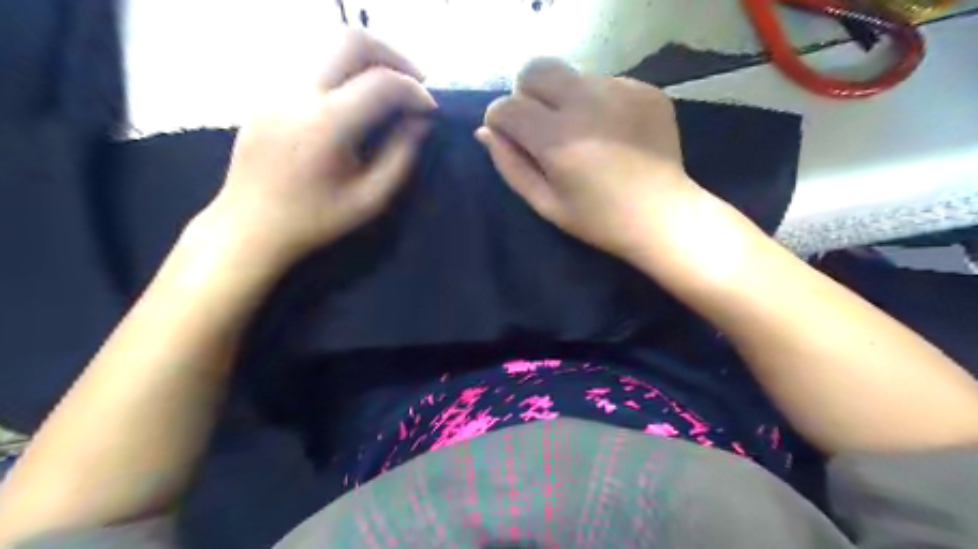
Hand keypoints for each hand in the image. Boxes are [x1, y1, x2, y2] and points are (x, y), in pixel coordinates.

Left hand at [196, 31, 436, 270]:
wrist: (251, 225)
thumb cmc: (315, 219)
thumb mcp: (370, 199)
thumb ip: (402, 156)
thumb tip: (421, 121)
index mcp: (326, 126)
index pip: (381, 83)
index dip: (415, 91)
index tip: (431, 109)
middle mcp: (298, 93)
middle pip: (350, 39)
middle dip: (393, 55)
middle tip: (415, 82)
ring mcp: (277, 87)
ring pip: (327, 43)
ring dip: (368, 58)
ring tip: (389, 86)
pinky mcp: (267, 91)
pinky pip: (312, 62)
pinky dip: (343, 69)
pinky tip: (356, 97)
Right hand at [477, 58, 714, 265]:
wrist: (663, 216)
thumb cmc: (598, 219)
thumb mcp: (545, 203)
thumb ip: (510, 165)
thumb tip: (485, 132)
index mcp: (557, 139)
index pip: (506, 106)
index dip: (499, 121)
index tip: (510, 138)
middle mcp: (586, 104)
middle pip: (536, 69)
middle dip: (527, 94)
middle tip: (542, 126)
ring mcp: (620, 91)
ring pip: (572, 76)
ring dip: (565, 99)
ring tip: (584, 133)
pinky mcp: (645, 89)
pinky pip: (606, 83)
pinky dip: (598, 102)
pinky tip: (612, 132)